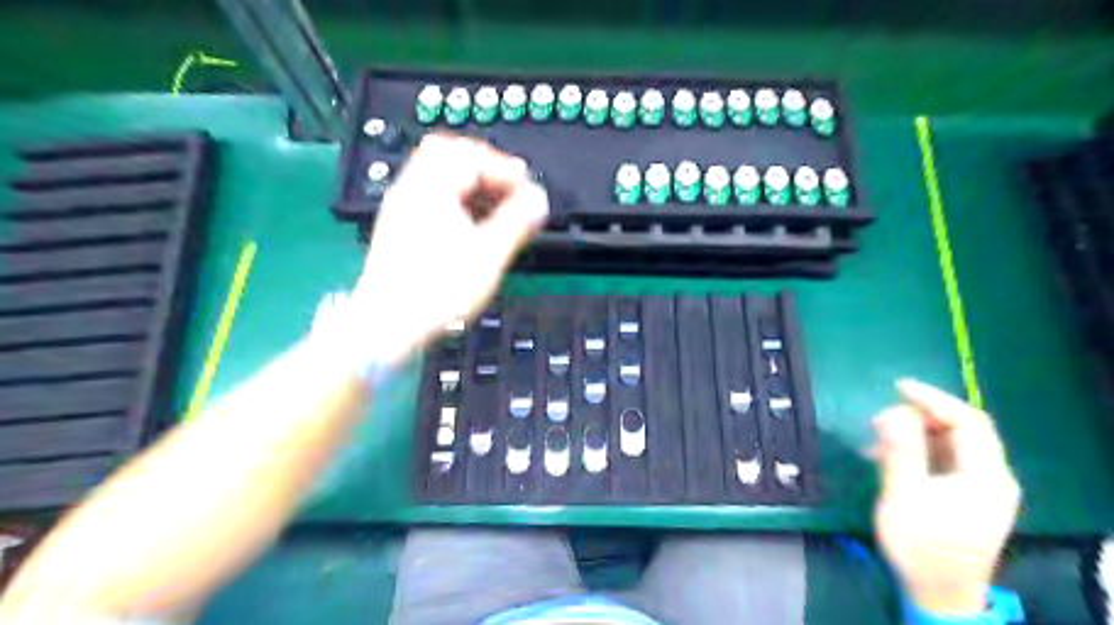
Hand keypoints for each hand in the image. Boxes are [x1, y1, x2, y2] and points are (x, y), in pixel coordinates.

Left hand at [342, 134, 546, 362]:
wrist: (387, 325)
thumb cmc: (438, 291)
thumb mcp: (488, 255)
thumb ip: (517, 221)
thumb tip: (539, 199)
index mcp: (431, 189)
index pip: (472, 156)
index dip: (506, 170)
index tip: (528, 192)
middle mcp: (411, 189)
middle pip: (448, 153)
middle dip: (485, 166)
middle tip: (509, 188)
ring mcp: (401, 207)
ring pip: (437, 173)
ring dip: (470, 182)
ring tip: (495, 207)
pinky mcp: (399, 226)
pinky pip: (430, 193)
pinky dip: (456, 197)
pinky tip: (471, 224)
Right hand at [874, 381, 1020, 615]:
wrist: (938, 594)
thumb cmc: (920, 546)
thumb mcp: (904, 497)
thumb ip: (901, 452)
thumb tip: (893, 412)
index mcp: (986, 477)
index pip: (968, 421)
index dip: (934, 399)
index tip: (898, 386)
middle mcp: (993, 478)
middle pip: (962, 430)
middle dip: (920, 416)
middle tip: (880, 420)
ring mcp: (983, 489)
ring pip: (952, 444)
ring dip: (915, 434)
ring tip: (877, 440)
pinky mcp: (969, 498)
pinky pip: (946, 460)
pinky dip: (919, 450)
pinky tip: (890, 457)